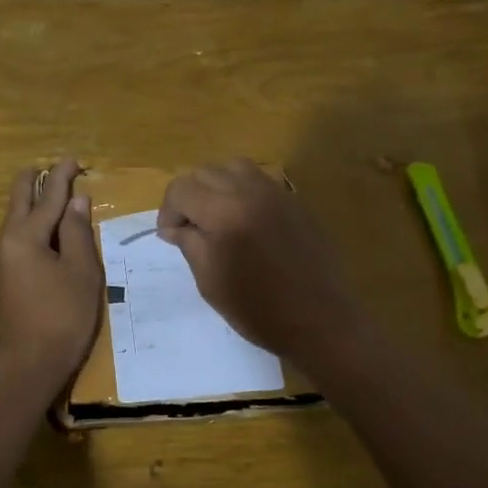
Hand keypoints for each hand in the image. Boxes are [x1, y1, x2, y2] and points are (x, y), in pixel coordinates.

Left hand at [0, 157, 102, 385]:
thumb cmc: (63, 316)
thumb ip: (76, 232)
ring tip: (48, 197)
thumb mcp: (80, 271)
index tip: (73, 160)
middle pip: (18, 202)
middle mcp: (4, 243)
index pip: (47, 198)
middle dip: (34, 183)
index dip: (62, 177)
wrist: (28, 364)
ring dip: (30, 206)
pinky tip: (39, 236)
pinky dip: (28, 229)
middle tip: (49, 168)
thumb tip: (75, 202)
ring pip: (13, 223)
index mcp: (24, 237)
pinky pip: (13, 243)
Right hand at [157, 159, 364, 361]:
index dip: (168, 211)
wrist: (320, 320)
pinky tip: (246, 221)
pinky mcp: (296, 201)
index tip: (170, 236)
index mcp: (224, 212)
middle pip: (205, 172)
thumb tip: (175, 227)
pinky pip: (261, 181)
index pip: (181, 189)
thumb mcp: (210, 281)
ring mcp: (277, 193)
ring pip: (234, 167)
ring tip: (217, 216)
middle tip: (189, 228)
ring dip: (217, 186)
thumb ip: (189, 244)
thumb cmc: (258, 309)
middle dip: (189, 195)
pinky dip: (243, 191)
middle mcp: (250, 191)